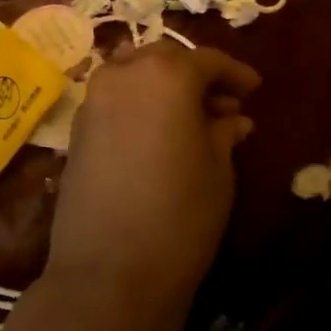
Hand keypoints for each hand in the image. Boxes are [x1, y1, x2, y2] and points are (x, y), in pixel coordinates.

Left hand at [46, 43, 258, 314]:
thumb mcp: (218, 171)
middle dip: (196, 74)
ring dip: (162, 84)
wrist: (109, 272)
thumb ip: (224, 134)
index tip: (254, 90)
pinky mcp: (76, 130)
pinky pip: (114, 99)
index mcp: (167, 74)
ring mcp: (93, 101)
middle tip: (223, 103)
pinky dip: (138, 103)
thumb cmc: (180, 215)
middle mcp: (124, 74)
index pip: (208, 61)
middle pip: (165, 58)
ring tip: (188, 116)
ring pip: (132, 73)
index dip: (235, 73)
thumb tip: (232, 119)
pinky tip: (157, 132)